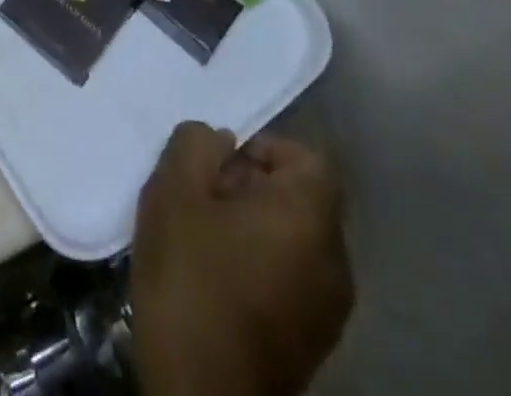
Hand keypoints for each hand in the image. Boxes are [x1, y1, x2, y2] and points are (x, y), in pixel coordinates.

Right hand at [131, 123, 353, 395]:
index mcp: (310, 216)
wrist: (203, 392)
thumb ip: (196, 143)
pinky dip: (260, 264)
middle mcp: (336, 259)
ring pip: (294, 238)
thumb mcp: (175, 188)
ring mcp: (330, 308)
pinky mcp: (314, 342)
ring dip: (253, 227)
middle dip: (251, 186)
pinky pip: (292, 276)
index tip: (220, 165)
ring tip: (204, 238)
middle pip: (300, 197)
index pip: (307, 157)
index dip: (263, 147)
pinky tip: (217, 277)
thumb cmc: (192, 277)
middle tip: (202, 197)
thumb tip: (220, 141)